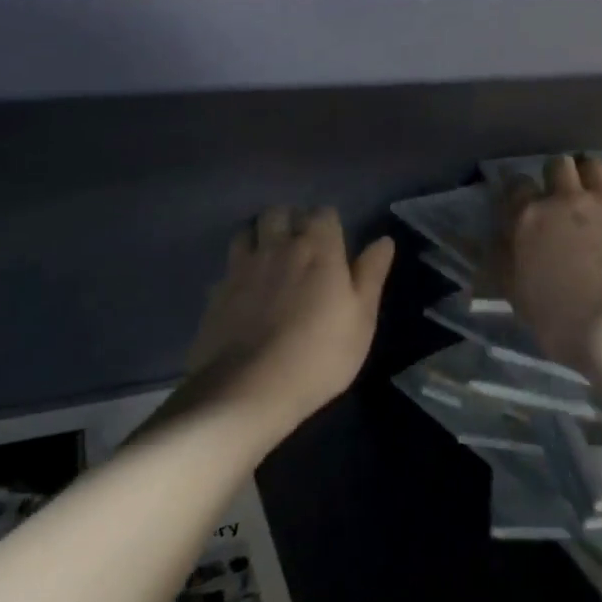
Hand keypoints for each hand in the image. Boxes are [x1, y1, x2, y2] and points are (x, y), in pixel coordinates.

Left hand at [182, 207, 394, 433]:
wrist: (249, 389)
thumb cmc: (320, 354)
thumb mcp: (362, 318)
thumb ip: (371, 274)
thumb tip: (384, 241)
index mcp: (318, 248)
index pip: (323, 212)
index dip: (329, 222)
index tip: (335, 241)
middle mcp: (278, 247)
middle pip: (280, 212)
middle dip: (291, 219)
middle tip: (301, 243)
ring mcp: (242, 267)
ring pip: (248, 230)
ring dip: (260, 235)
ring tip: (270, 257)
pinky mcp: (217, 291)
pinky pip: (228, 265)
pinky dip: (238, 268)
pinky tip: (245, 289)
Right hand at [495, 155, 601, 373]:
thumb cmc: (561, 321)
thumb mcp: (515, 293)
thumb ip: (499, 258)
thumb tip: (484, 238)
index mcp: (529, 218)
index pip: (516, 184)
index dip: (518, 192)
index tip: (522, 202)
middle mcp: (565, 198)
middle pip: (557, 165)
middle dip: (554, 177)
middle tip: (559, 196)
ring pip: (592, 164)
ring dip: (585, 174)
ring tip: (589, 189)